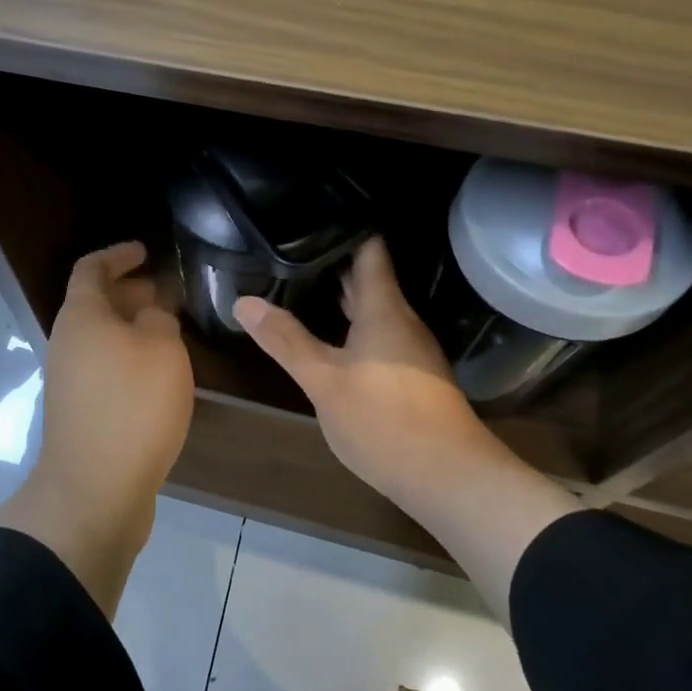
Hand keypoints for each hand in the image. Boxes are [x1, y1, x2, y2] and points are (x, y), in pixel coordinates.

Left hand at [34, 241, 195, 515]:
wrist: (95, 489)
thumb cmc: (131, 406)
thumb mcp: (161, 349)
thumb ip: (159, 319)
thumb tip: (151, 316)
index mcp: (80, 317)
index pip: (91, 268)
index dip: (118, 255)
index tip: (145, 251)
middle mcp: (66, 343)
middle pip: (94, 304)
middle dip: (130, 293)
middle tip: (166, 293)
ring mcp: (68, 380)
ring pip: (101, 339)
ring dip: (131, 328)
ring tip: (169, 332)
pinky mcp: (79, 412)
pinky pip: (104, 368)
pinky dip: (128, 359)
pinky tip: (157, 375)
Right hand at [234, 237, 518, 512]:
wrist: (448, 478)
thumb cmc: (384, 420)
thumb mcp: (323, 380)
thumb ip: (285, 339)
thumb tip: (244, 301)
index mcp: (383, 309)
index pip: (369, 250)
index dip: (346, 226)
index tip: (313, 211)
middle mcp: (401, 321)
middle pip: (368, 278)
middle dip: (333, 260)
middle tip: (292, 245)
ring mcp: (409, 350)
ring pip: (371, 308)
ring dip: (340, 295)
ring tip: (300, 281)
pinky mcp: (410, 375)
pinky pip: (376, 334)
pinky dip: (349, 324)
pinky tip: (327, 334)